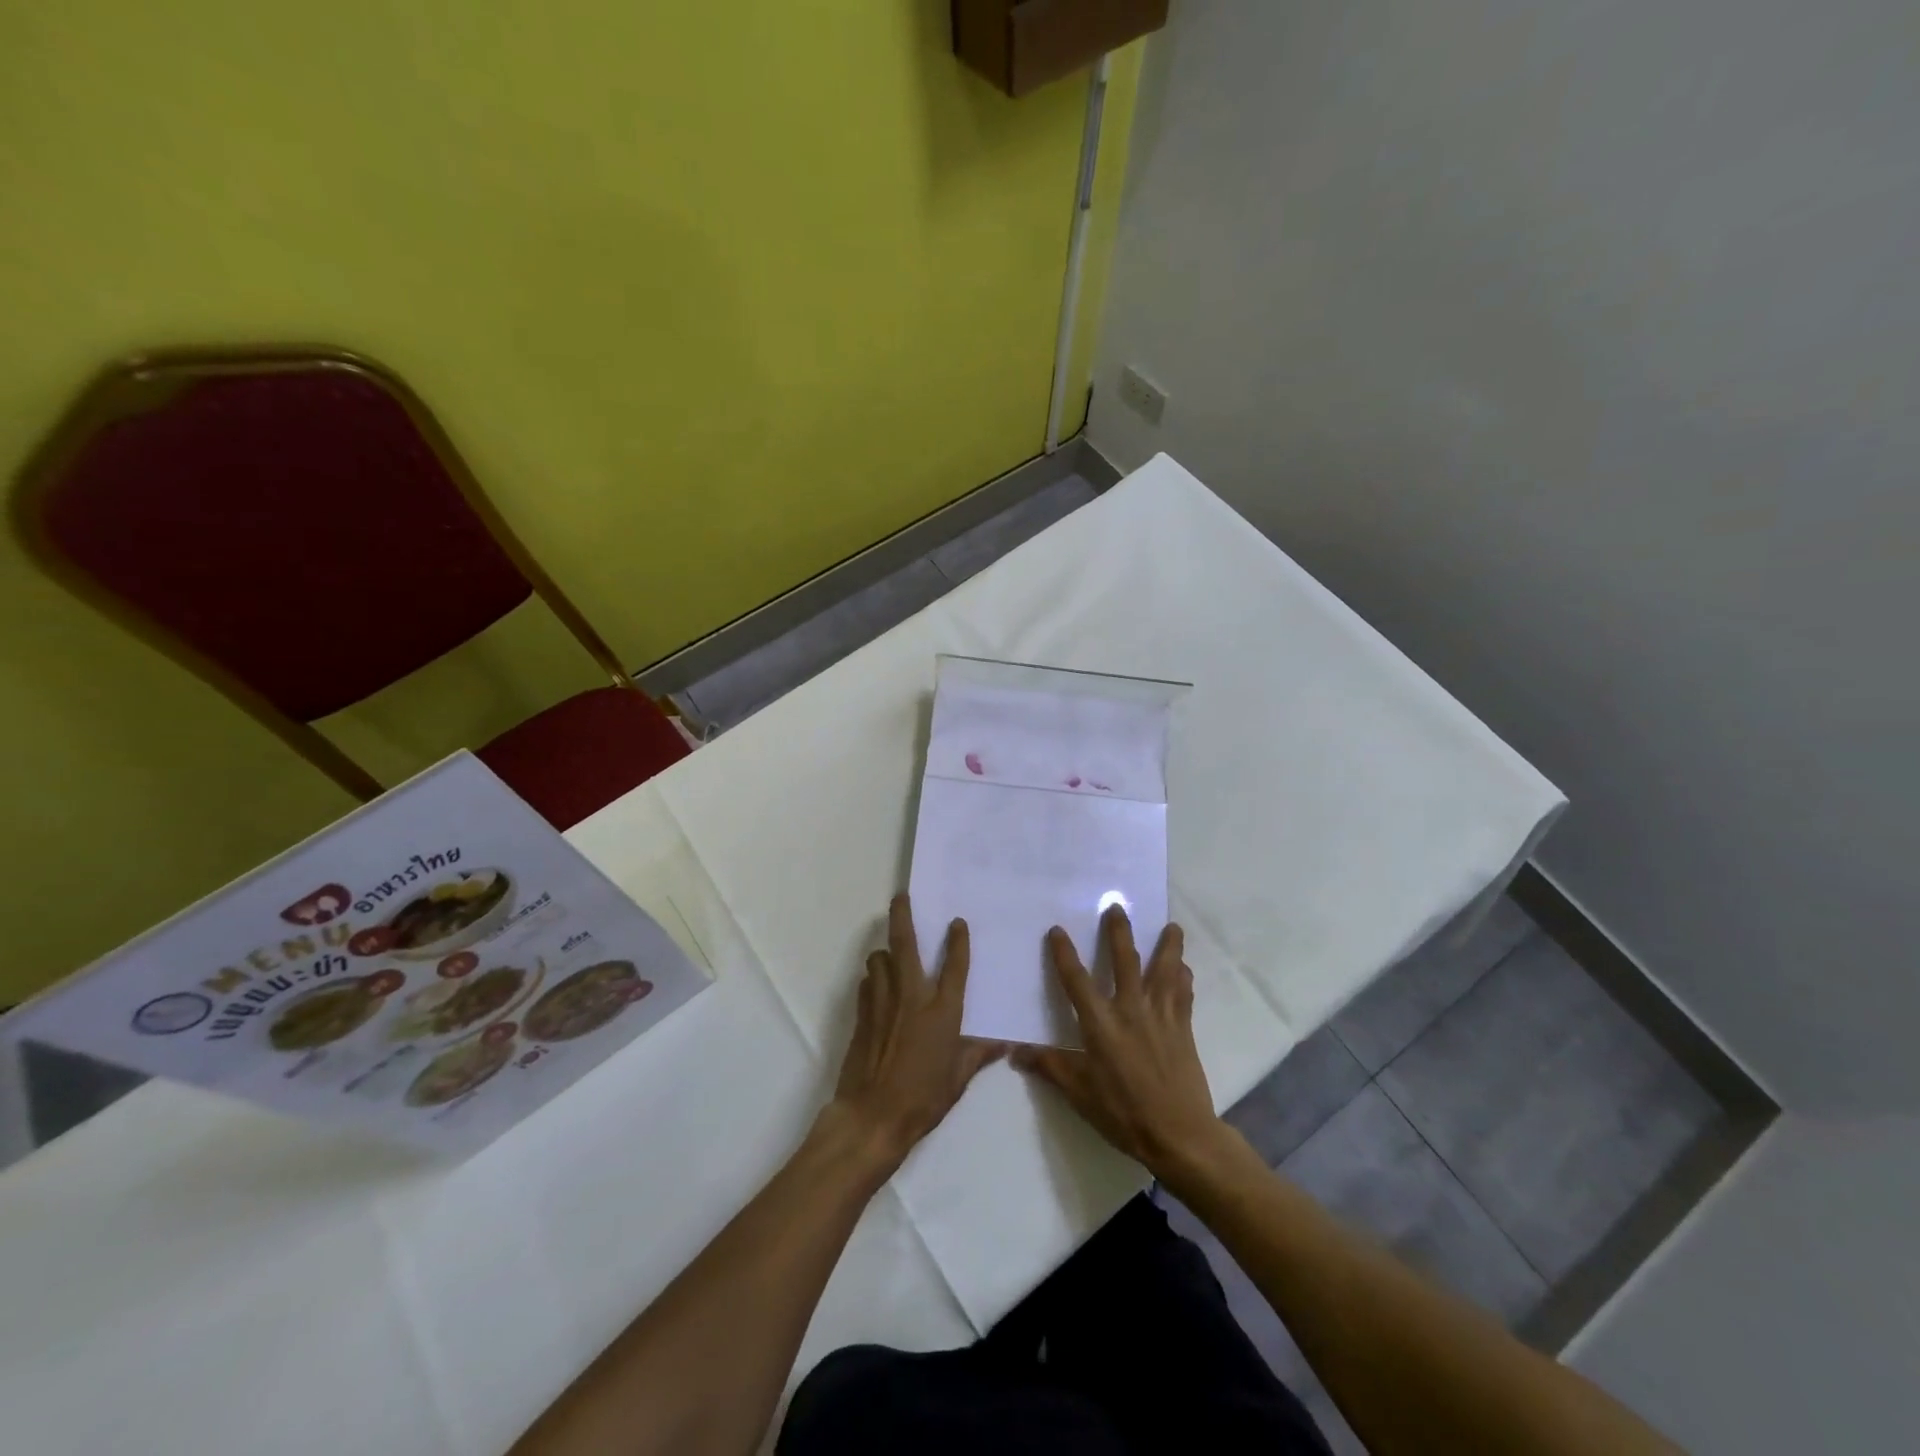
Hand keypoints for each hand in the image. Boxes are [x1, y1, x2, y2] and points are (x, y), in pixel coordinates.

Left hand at [826, 894, 1003, 1167]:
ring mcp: (883, 1003)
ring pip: (879, 959)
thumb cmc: (923, 1098)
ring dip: (884, 953)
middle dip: (902, 915)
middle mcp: (912, 997)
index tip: (957, 922)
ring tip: (889, 955)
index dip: (958, 941)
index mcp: (942, 1010)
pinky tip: (877, 988)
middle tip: (901, 896)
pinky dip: (873, 979)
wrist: (873, 1116)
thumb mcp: (958, 1078)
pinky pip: (868, 984)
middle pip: (905, 943)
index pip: (954, 966)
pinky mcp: (862, 1014)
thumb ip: (978, 1054)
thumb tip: (1004, 1043)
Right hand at [1012, 906, 1230, 1183]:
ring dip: (1168, 946)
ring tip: (1172, 926)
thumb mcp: (1080, 1093)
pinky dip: (1183, 978)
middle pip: (1125, 961)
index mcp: (1101, 1024)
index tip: (1057, 930)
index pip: (1076, 981)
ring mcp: (1161, 1016)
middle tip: (1117, 906)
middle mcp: (1131, 1010)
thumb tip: (1015, 1051)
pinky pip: (1183, 994)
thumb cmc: (1123, 1113)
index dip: (1064, 954)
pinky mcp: (1183, 1028)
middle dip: (1119, 932)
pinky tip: (1184, 968)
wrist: (1179, 1134)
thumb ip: (1050, 1066)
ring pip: (1164, 971)